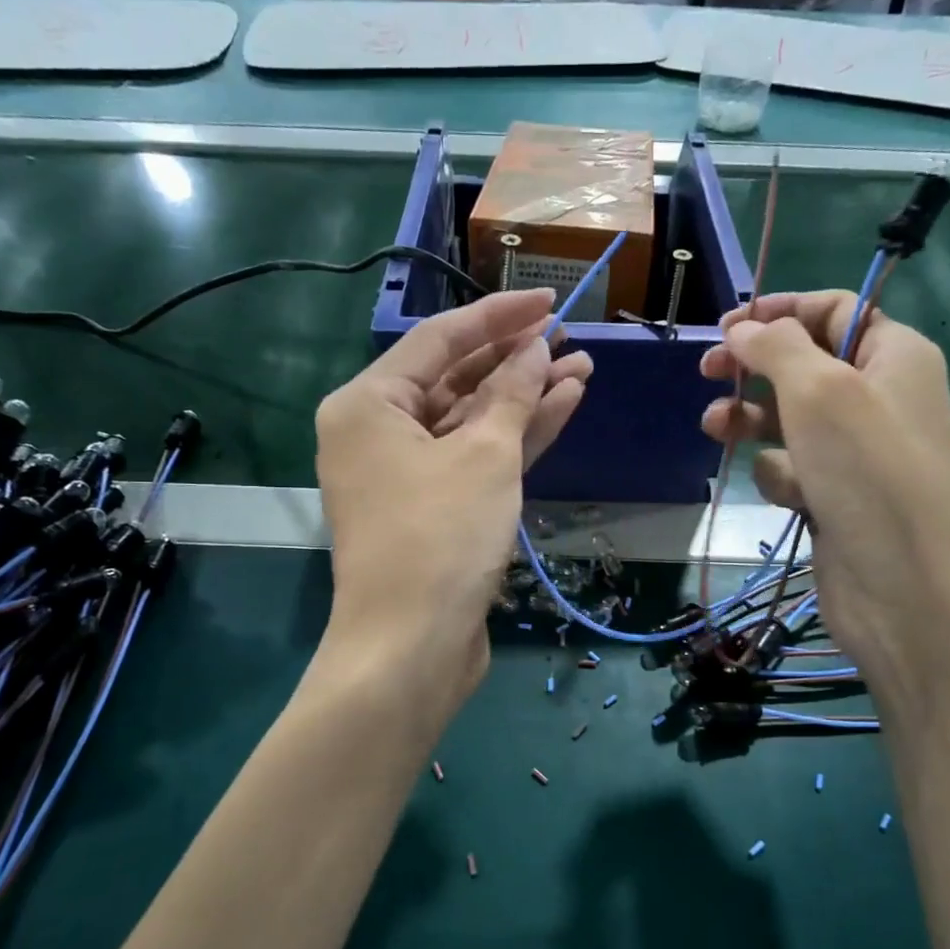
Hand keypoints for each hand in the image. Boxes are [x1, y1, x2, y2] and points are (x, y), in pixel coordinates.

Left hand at [316, 289, 590, 699]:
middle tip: (570, 338)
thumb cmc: (440, 538)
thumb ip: (512, 395)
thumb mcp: (484, 456)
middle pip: (455, 379)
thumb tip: (536, 350)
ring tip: (581, 368)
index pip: (440, 339)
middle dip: (514, 360)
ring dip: (523, 398)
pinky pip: (475, 457)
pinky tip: (562, 407)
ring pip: (471, 421)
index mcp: (368, 404)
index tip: (548, 300)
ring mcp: (406, 474)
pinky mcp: (435, 508)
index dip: (498, 316)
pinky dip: (515, 437)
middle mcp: (379, 432)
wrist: (412, 648)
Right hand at [698, 292, 949, 706]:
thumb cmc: (869, 473)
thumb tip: (743, 329)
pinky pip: (793, 469)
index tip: (727, 326)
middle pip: (804, 364)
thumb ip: (776, 347)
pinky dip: (781, 475)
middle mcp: (878, 399)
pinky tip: (788, 494)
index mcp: (895, 356)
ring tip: (716, 429)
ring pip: (788, 420)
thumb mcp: (820, 390)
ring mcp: (856, 453)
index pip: (835, 310)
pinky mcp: (835, 498)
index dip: (780, 311)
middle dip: (754, 367)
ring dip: (751, 420)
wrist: (906, 590)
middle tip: (708, 371)